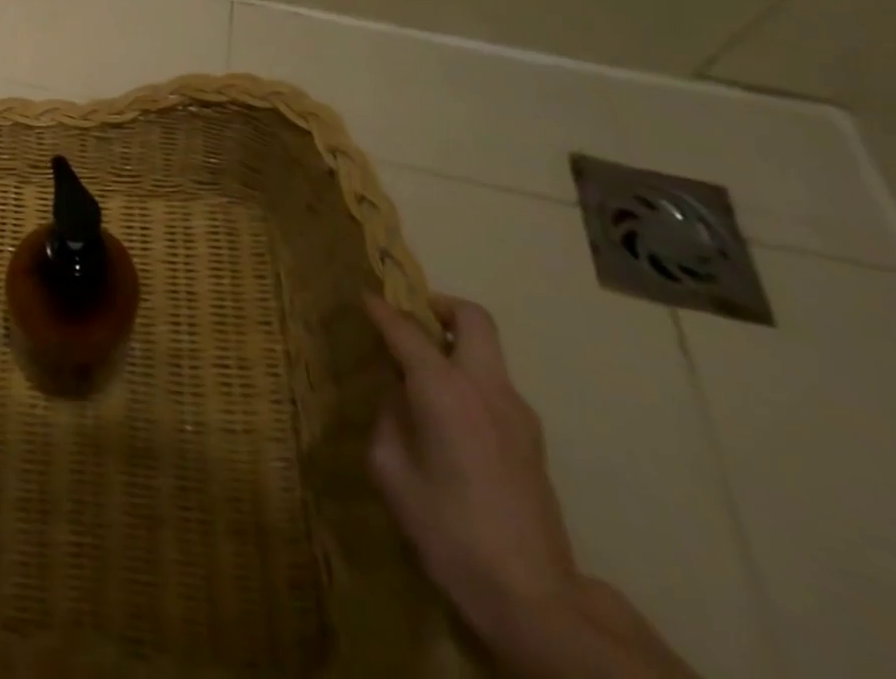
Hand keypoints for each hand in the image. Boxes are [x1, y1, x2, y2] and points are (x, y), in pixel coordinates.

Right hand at [364, 294, 577, 643]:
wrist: (531, 597)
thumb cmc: (446, 528)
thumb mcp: (390, 469)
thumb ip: (389, 417)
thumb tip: (399, 395)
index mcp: (444, 390)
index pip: (405, 330)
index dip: (380, 309)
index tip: (363, 297)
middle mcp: (485, 387)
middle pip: (472, 318)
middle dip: (439, 306)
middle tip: (410, 320)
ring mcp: (517, 412)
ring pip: (488, 351)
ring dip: (455, 346)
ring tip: (422, 374)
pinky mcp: (532, 439)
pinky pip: (494, 385)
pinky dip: (468, 378)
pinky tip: (448, 416)